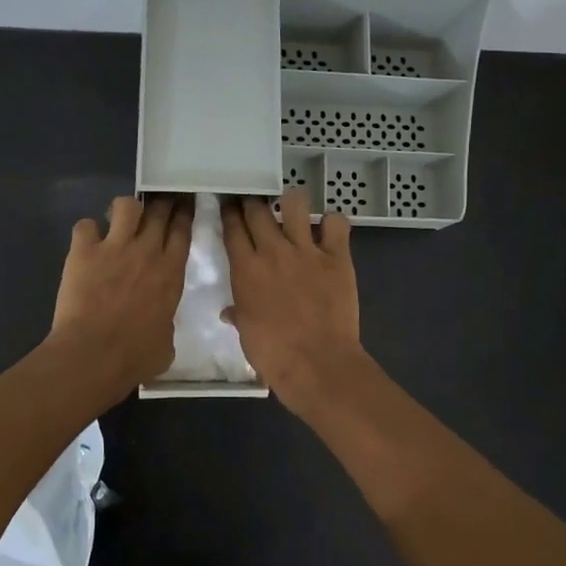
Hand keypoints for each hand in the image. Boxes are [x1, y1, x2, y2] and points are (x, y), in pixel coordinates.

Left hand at [48, 194, 193, 396]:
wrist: (93, 355)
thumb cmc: (135, 357)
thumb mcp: (166, 343)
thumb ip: (166, 323)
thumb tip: (160, 323)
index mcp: (171, 273)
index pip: (182, 230)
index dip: (184, 213)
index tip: (183, 204)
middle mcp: (147, 251)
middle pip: (159, 210)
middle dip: (160, 202)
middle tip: (157, 203)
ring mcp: (114, 247)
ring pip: (125, 206)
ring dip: (125, 210)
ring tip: (120, 221)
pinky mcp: (83, 251)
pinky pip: (85, 225)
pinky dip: (86, 232)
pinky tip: (86, 243)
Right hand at [220, 190, 367, 410]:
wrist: (316, 363)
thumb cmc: (273, 353)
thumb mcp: (246, 332)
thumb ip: (238, 313)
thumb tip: (229, 312)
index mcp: (245, 268)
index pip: (232, 227)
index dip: (229, 213)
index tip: (229, 206)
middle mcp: (273, 251)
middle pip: (257, 210)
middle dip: (253, 202)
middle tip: (254, 203)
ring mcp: (306, 251)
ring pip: (295, 204)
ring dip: (292, 201)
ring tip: (292, 207)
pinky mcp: (337, 258)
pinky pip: (336, 224)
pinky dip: (333, 223)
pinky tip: (329, 231)